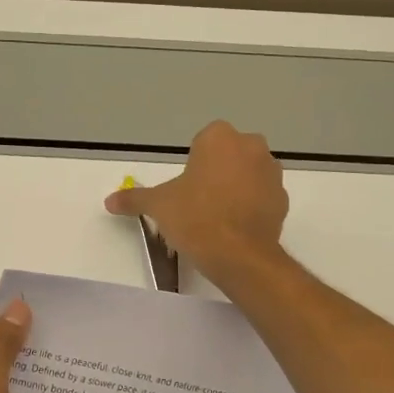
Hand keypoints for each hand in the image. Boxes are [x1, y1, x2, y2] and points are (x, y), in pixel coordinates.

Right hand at [104, 121, 288, 284]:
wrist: (238, 255)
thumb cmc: (195, 217)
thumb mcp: (158, 206)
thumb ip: (134, 199)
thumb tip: (109, 200)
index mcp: (220, 137)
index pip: (203, 142)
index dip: (193, 165)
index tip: (186, 189)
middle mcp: (252, 146)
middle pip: (229, 155)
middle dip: (216, 173)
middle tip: (198, 202)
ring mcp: (272, 173)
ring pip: (248, 174)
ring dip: (236, 188)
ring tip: (217, 218)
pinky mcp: (283, 200)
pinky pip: (262, 197)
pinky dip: (251, 207)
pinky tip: (235, 229)